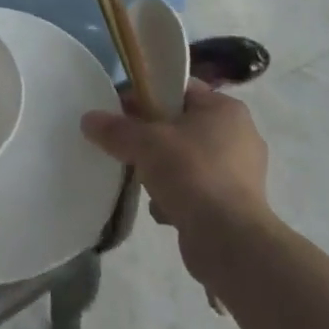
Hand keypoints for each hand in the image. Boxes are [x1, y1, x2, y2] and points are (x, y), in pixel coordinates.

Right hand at [81, 79, 271, 248]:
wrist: (228, 238)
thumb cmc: (190, 173)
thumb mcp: (144, 143)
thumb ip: (115, 129)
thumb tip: (88, 119)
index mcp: (225, 109)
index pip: (180, 89)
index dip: (146, 95)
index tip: (119, 110)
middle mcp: (239, 135)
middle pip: (182, 125)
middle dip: (151, 137)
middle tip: (125, 146)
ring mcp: (241, 172)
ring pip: (187, 159)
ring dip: (163, 170)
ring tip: (142, 182)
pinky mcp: (236, 204)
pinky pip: (197, 189)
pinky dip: (178, 196)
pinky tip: (162, 209)